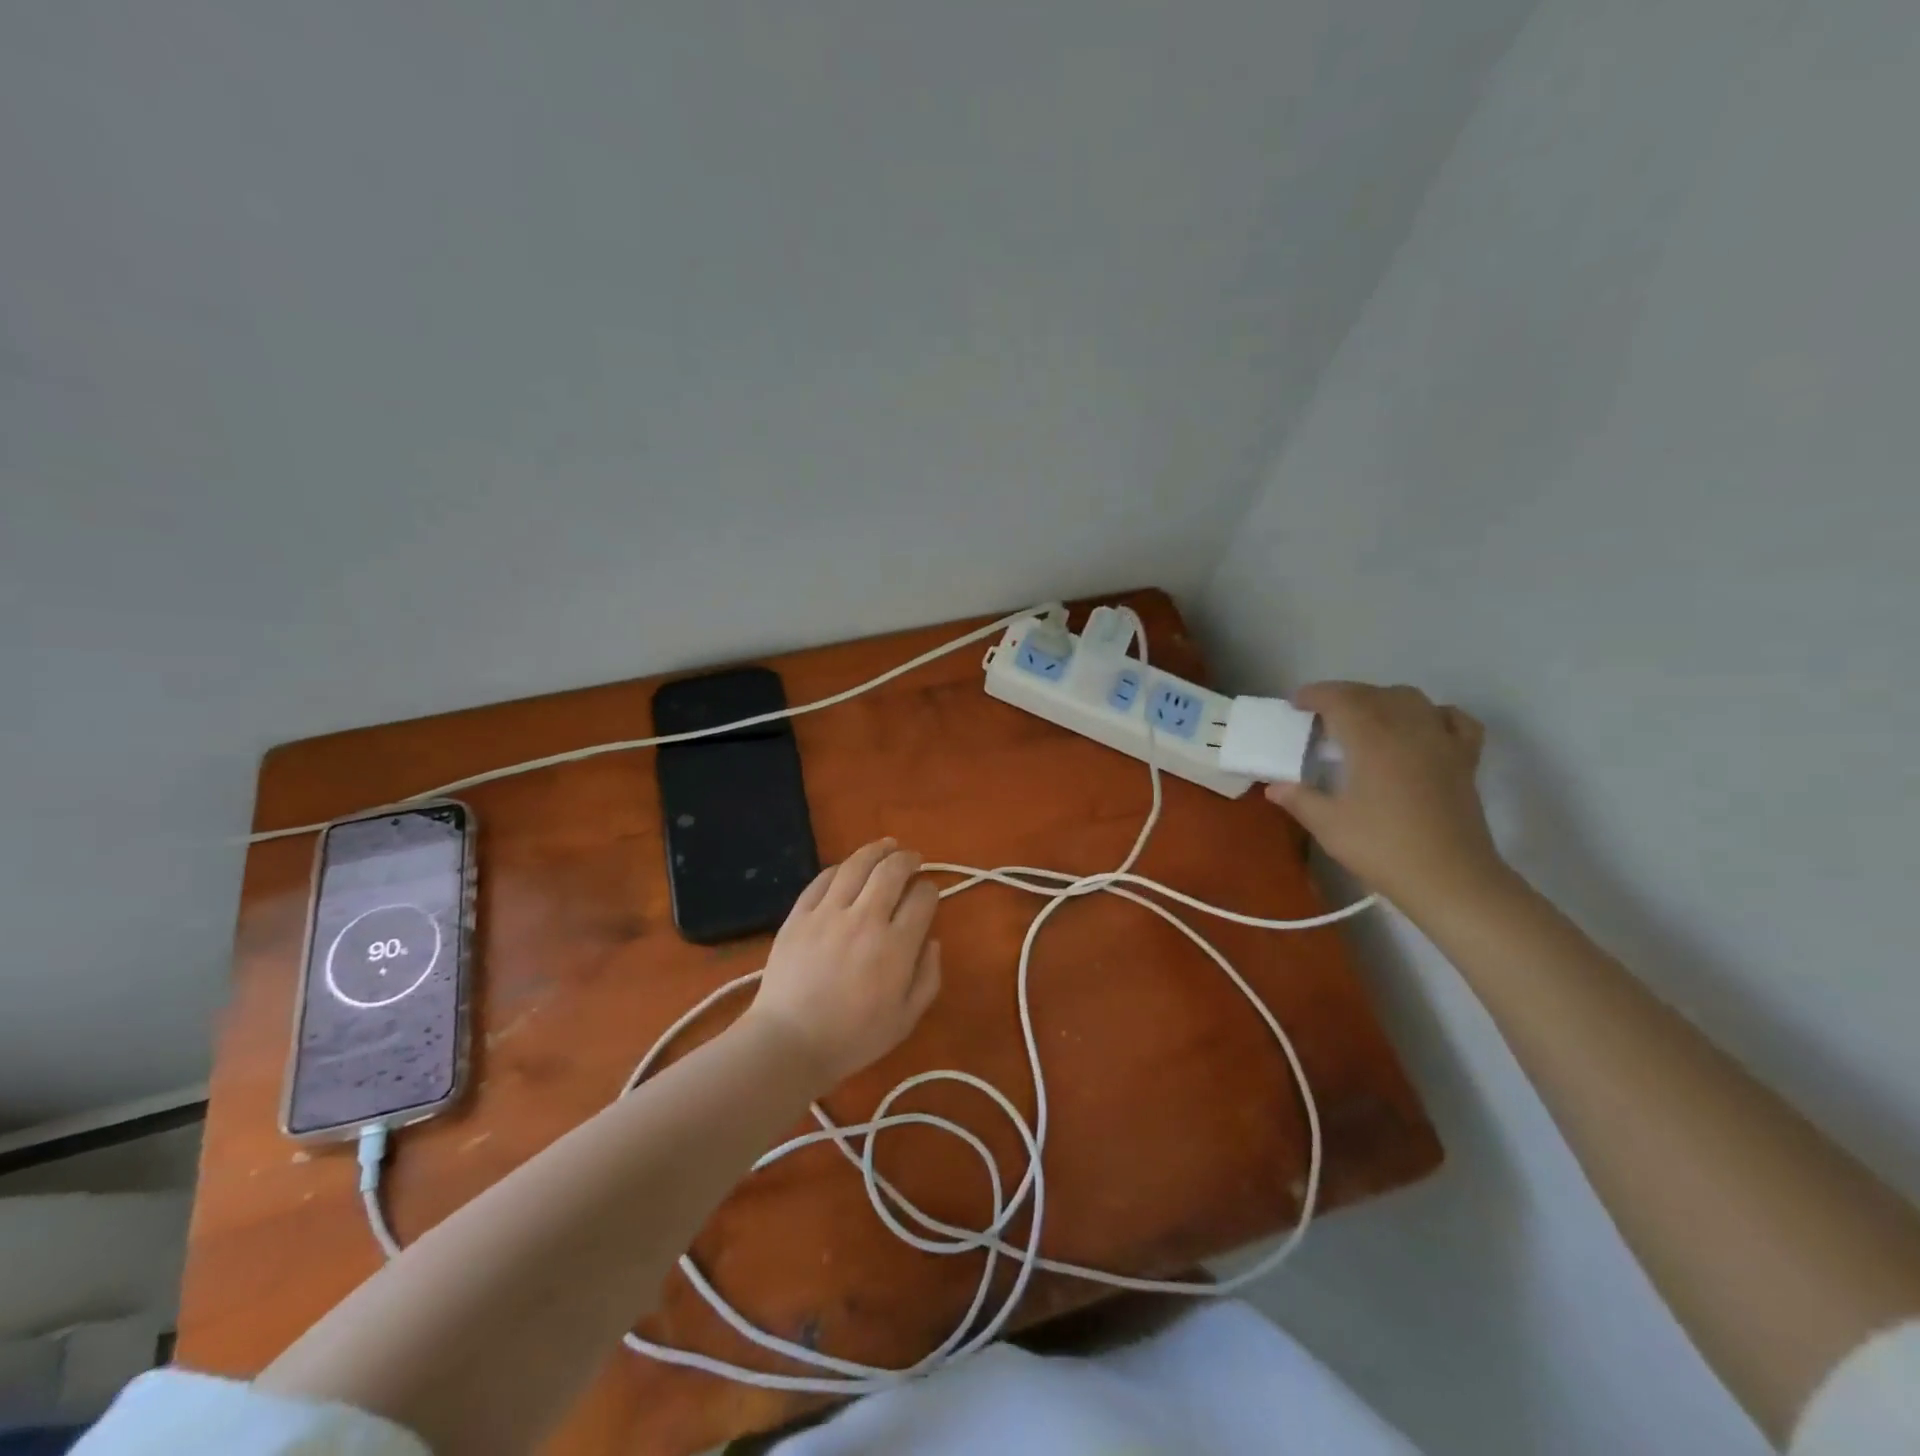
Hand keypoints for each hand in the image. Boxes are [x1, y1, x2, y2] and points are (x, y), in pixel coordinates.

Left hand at [743, 838, 942, 1090]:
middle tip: (913, 859)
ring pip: (857, 865)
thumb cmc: (853, 1038)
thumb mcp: (905, 1019)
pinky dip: (840, 868)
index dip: (930, 890)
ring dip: (877, 850)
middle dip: (908, 859)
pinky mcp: (799, 915)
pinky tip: (848, 867)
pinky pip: (822, 879)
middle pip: (892, 871)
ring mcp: (828, 913)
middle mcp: (865, 920)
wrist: (789, 1043)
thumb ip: (928, 978)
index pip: (922, 899)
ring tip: (887, 845)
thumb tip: (933, 941)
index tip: (929, 893)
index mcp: (896, 947)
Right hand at [1265, 683, 1507, 914]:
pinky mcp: (1465, 759)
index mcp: (1371, 740)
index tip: (1295, 704)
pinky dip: (1432, 713)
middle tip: (1319, 713)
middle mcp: (1407, 729)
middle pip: (1373, 694)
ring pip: (1410, 699)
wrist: (1450, 879)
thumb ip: (1299, 799)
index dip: (1315, 695)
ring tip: (1363, 717)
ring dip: (1381, 699)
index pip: (1340, 700)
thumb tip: (1274, 787)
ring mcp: (1441, 741)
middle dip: (1343, 695)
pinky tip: (1420, 726)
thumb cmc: (1383, 848)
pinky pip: (1452, 719)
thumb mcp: (1329, 825)